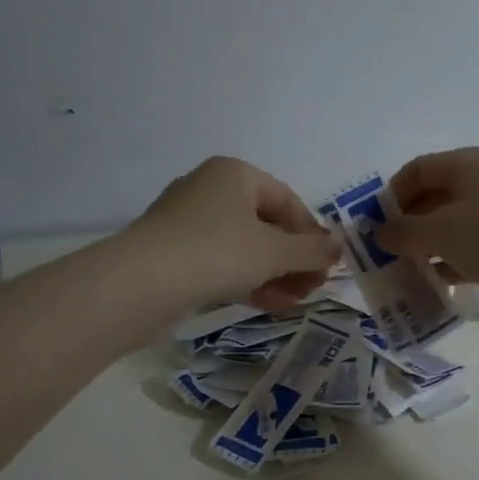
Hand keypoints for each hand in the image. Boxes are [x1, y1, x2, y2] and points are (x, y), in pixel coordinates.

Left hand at [130, 157, 338, 313]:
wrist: (141, 284)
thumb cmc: (217, 252)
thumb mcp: (275, 251)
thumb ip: (312, 250)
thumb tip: (338, 247)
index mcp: (235, 174)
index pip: (288, 201)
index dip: (312, 234)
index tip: (326, 266)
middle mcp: (211, 190)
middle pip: (267, 225)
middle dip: (294, 259)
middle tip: (313, 288)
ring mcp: (189, 223)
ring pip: (245, 248)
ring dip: (276, 274)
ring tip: (296, 302)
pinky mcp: (175, 255)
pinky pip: (223, 264)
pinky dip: (249, 281)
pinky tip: (272, 305)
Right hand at [377, 147, 478, 334]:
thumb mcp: (440, 231)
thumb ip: (404, 231)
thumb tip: (381, 234)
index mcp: (470, 164)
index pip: (419, 169)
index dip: (392, 194)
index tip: (372, 226)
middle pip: (433, 199)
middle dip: (406, 226)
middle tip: (380, 255)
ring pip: (450, 230)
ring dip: (424, 251)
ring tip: (399, 275)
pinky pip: (468, 253)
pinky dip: (448, 266)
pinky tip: (431, 286)